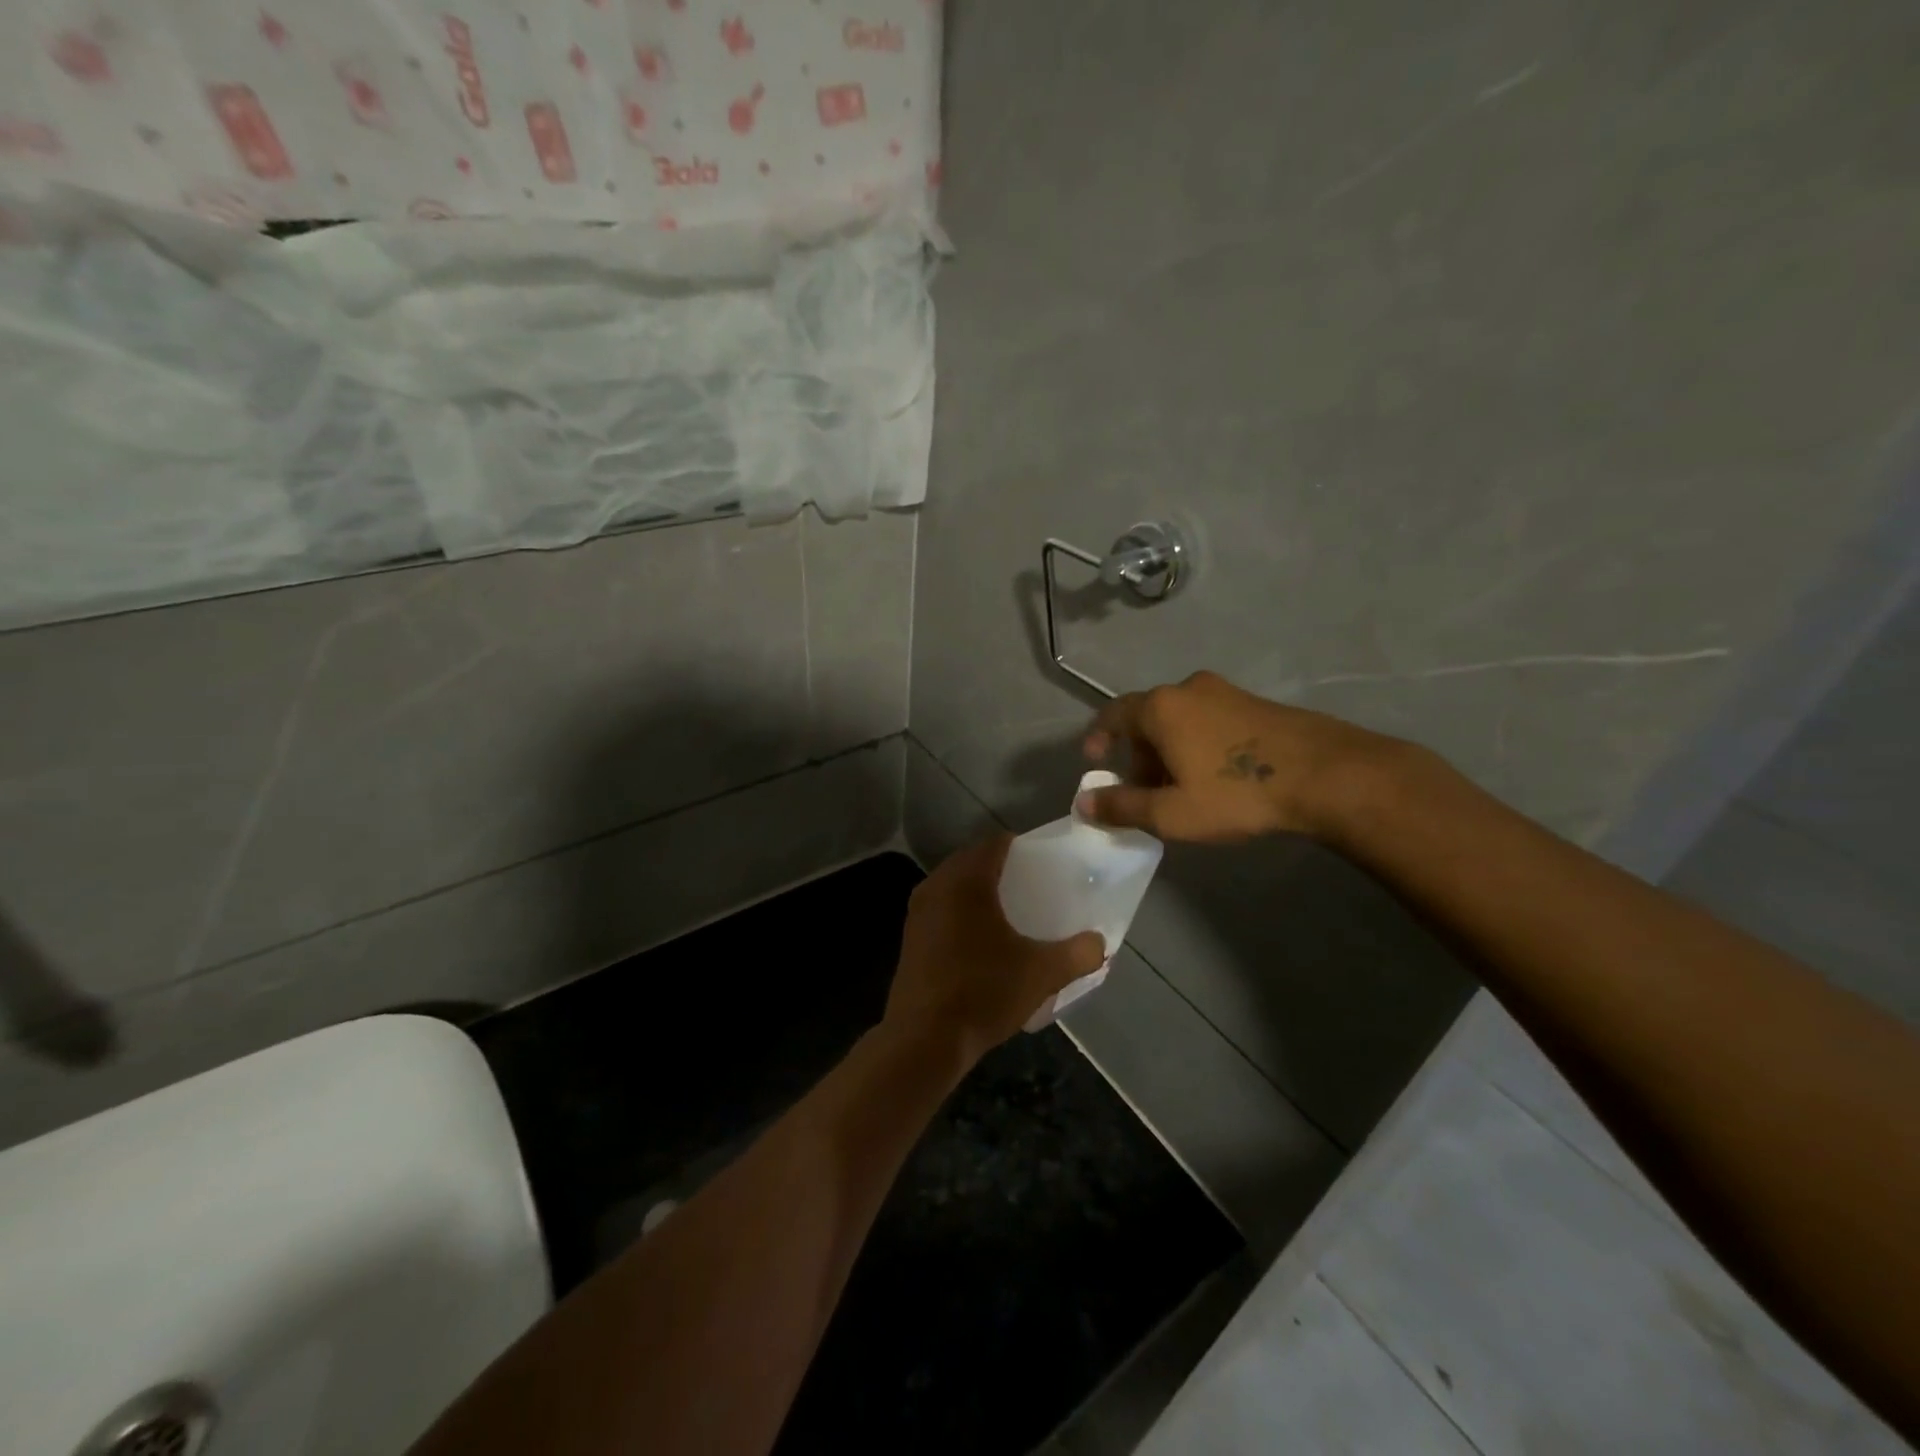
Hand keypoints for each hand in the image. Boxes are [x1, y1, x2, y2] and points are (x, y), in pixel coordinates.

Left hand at [884, 835, 1106, 1065]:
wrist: (924, 1039)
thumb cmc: (983, 992)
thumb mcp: (1041, 974)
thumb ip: (1077, 954)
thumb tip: (1099, 944)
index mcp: (967, 880)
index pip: (995, 843)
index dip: (1020, 847)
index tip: (1043, 863)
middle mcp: (937, 885)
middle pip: (972, 861)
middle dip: (1000, 869)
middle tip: (1031, 887)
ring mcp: (918, 912)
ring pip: (953, 886)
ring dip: (978, 891)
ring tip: (1009, 913)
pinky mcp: (910, 937)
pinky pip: (941, 908)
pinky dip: (960, 912)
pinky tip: (981, 940)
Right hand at [1080, 670, 1395, 842]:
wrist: (1326, 775)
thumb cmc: (1236, 793)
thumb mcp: (1171, 813)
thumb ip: (1122, 807)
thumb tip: (1084, 803)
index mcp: (1161, 707)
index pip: (1113, 714)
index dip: (1098, 737)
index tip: (1094, 761)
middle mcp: (1189, 688)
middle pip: (1148, 717)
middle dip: (1137, 753)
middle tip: (1141, 789)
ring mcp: (1227, 692)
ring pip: (1181, 719)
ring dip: (1169, 750)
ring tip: (1179, 787)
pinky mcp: (1257, 703)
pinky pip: (1209, 720)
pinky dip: (1198, 743)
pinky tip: (1215, 776)